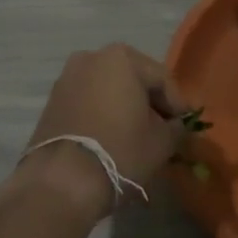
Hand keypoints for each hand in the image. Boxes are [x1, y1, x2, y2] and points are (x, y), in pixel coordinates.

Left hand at [18, 44, 187, 216]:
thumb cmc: (120, 151)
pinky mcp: (52, 100)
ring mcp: (67, 77)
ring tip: (136, 135)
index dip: (177, 104)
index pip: (161, 78)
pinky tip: (110, 137)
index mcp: (122, 57)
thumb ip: (175, 128)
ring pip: (108, 89)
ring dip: (124, 106)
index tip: (185, 125)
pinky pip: (88, 101)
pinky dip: (102, 113)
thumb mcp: (162, 142)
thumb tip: (176, 126)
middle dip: (149, 102)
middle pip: (133, 78)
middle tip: (163, 129)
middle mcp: (92, 57)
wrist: (61, 181)